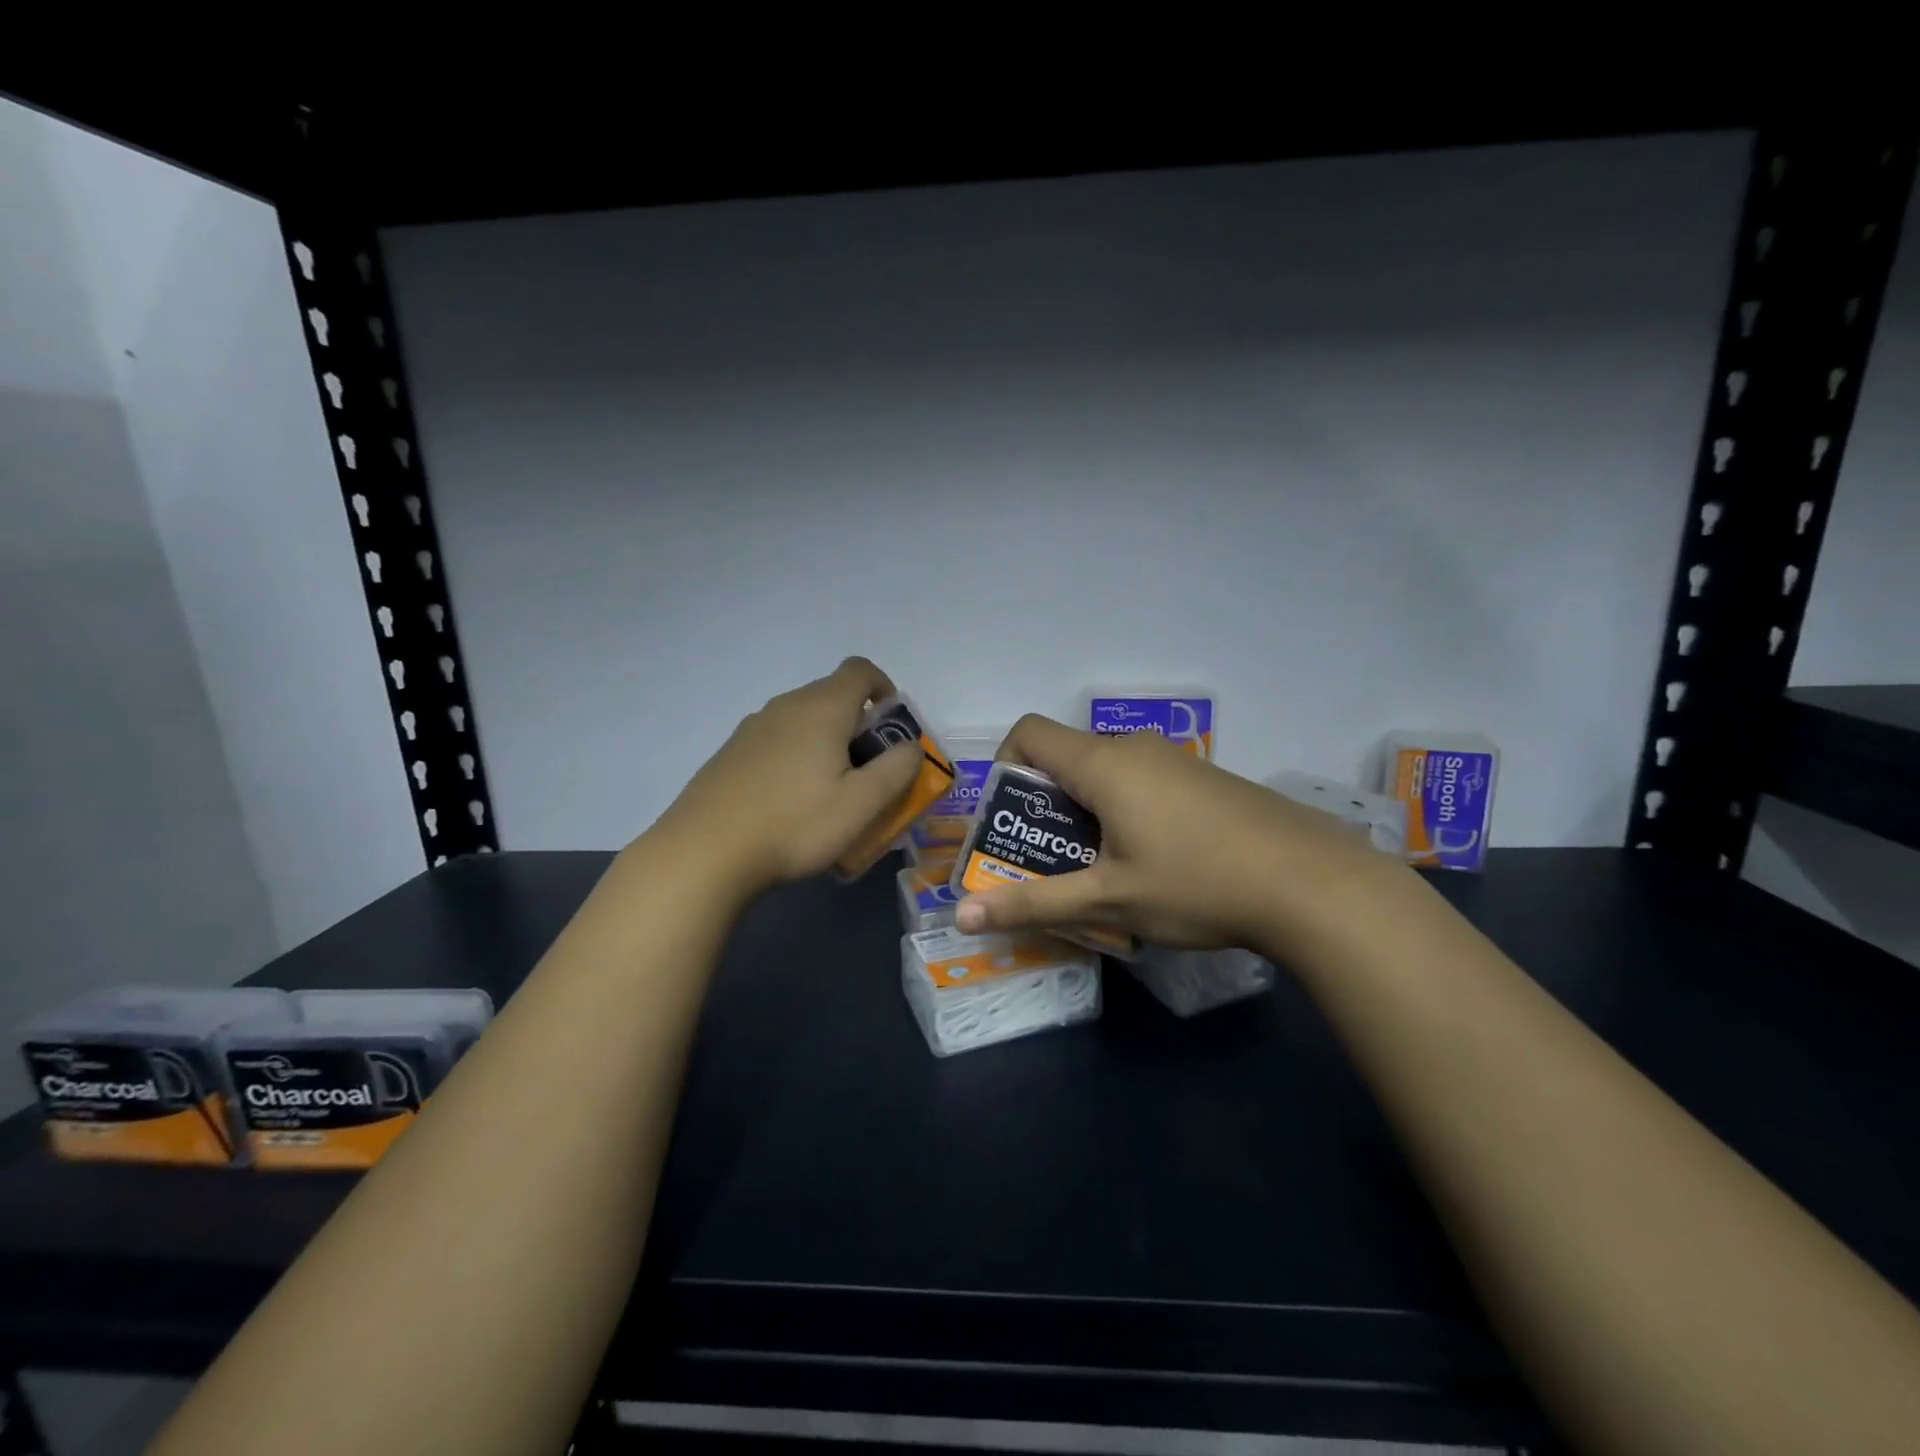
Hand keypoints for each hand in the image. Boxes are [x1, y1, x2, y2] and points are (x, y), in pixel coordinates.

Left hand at [653, 658, 922, 896]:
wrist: (704, 853)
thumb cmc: (795, 824)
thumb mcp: (862, 804)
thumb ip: (897, 769)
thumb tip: (910, 745)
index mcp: (822, 708)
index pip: (860, 670)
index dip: (884, 688)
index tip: (891, 726)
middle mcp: (785, 706)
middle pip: (831, 696)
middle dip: (858, 725)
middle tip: (868, 772)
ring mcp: (751, 728)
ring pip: (802, 721)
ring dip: (825, 743)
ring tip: (829, 793)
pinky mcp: (729, 753)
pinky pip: (776, 742)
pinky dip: (795, 758)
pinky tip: (789, 804)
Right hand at [953, 715, 1407, 954]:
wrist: (1313, 883)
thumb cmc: (1196, 883)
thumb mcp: (1108, 899)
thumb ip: (1033, 903)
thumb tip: (961, 916)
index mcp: (1102, 763)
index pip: (1029, 732)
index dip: (1005, 767)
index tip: (1013, 821)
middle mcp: (1135, 748)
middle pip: (1066, 757)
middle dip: (1045, 806)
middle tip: (1048, 862)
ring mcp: (1175, 761)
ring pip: (1107, 774)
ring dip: (1086, 814)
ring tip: (1098, 871)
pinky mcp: (1204, 780)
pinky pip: (1143, 783)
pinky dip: (1125, 813)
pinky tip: (1153, 864)